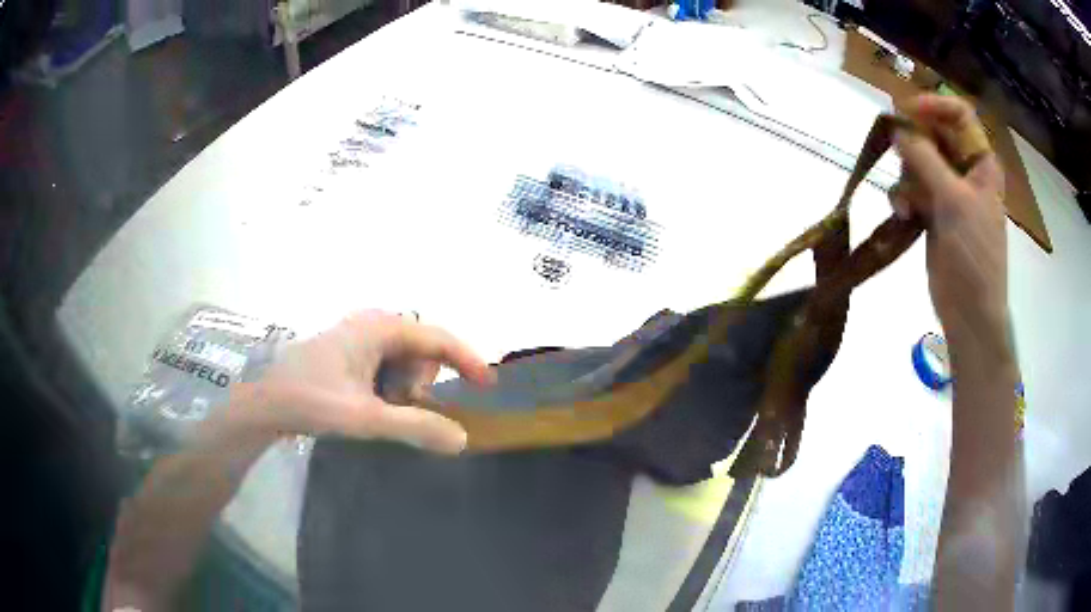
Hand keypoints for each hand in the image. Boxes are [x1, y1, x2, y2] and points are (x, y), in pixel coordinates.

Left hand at [206, 310, 494, 453]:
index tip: (487, 386)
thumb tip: (463, 439)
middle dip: (419, 382)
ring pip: (403, 360)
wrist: (264, 401)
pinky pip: (385, 365)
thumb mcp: (367, 417)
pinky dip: (387, 387)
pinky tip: (367, 403)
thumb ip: (416, 426)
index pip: (438, 338)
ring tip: (376, 409)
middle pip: (420, 350)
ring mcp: (359, 335)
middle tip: (397, 408)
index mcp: (379, 327)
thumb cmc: (312, 400)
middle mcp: (372, 323)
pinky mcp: (349, 350)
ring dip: (402, 387)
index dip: (467, 360)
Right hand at [891, 95, 1009, 353]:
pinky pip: (912, 189)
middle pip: (935, 135)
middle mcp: (965, 171)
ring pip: (919, 162)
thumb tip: (897, 129)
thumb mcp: (954, 200)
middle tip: (895, 150)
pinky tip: (902, 213)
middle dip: (914, 142)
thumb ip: (925, 159)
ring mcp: (949, 193)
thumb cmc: (974, 253)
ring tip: (905, 200)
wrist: (970, 310)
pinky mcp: (934, 214)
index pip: (959, 115)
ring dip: (907, 175)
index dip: (934, 105)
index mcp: (981, 163)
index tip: (907, 110)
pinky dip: (904, 197)